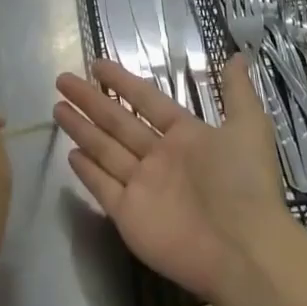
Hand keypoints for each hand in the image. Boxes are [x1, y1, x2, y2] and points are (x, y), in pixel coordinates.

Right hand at [53, 54, 288, 305]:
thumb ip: (237, 92)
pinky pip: (103, 188)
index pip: (145, 100)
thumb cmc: (245, 183)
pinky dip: (87, 173)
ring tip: (57, 107)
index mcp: (186, 135)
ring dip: (82, 129)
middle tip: (62, 79)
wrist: (244, 250)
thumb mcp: (249, 127)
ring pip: (105, 150)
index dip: (122, 82)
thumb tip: (238, 56)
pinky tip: (71, 155)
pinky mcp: (130, 216)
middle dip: (90, 100)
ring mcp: (143, 187)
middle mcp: (160, 158)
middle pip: (117, 121)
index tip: (96, 64)